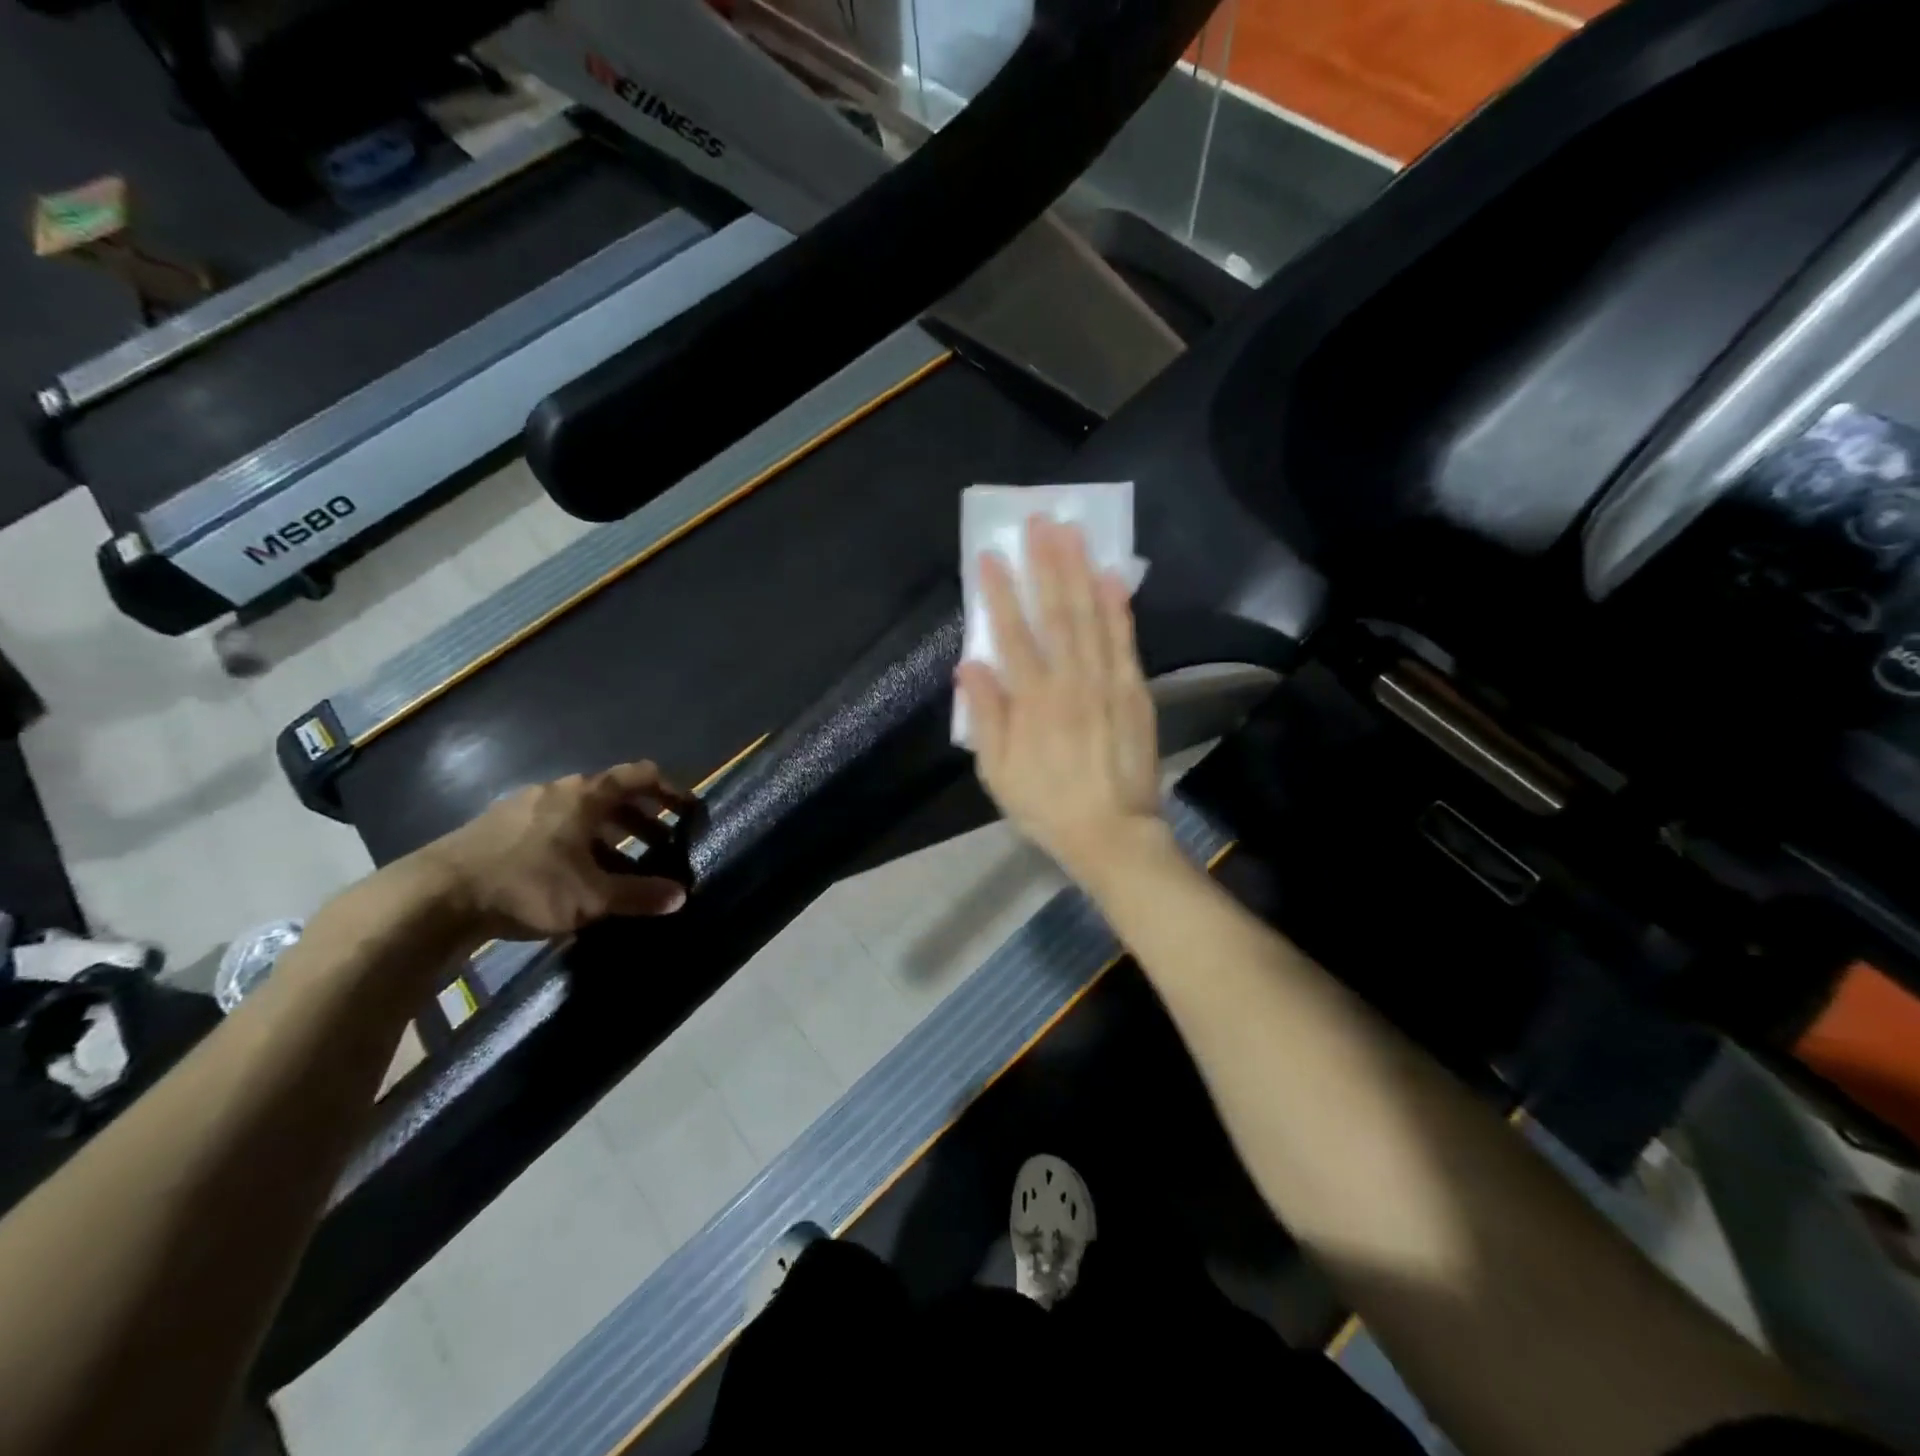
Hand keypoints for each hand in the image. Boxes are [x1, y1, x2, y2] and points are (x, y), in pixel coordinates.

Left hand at [411, 761, 691, 940]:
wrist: (433, 897)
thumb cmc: (527, 885)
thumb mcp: (591, 897)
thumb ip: (640, 895)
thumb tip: (681, 897)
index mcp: (585, 795)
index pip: (640, 776)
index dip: (670, 790)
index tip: (687, 811)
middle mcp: (557, 791)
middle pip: (611, 795)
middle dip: (641, 819)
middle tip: (661, 844)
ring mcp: (523, 807)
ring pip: (580, 813)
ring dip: (608, 834)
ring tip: (620, 865)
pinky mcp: (497, 828)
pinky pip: (552, 827)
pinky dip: (576, 843)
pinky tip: (573, 875)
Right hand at [956, 517, 1167, 885]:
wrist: (1112, 833)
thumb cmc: (1046, 805)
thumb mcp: (997, 772)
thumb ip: (984, 716)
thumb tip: (968, 664)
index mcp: (1031, 701)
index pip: (1012, 634)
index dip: (1000, 593)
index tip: (991, 555)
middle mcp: (1070, 681)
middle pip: (1056, 613)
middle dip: (1047, 564)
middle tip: (1041, 521)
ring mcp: (1107, 683)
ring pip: (1092, 617)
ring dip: (1081, 571)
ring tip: (1073, 532)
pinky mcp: (1135, 691)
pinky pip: (1126, 641)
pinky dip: (1119, 608)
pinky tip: (1114, 577)